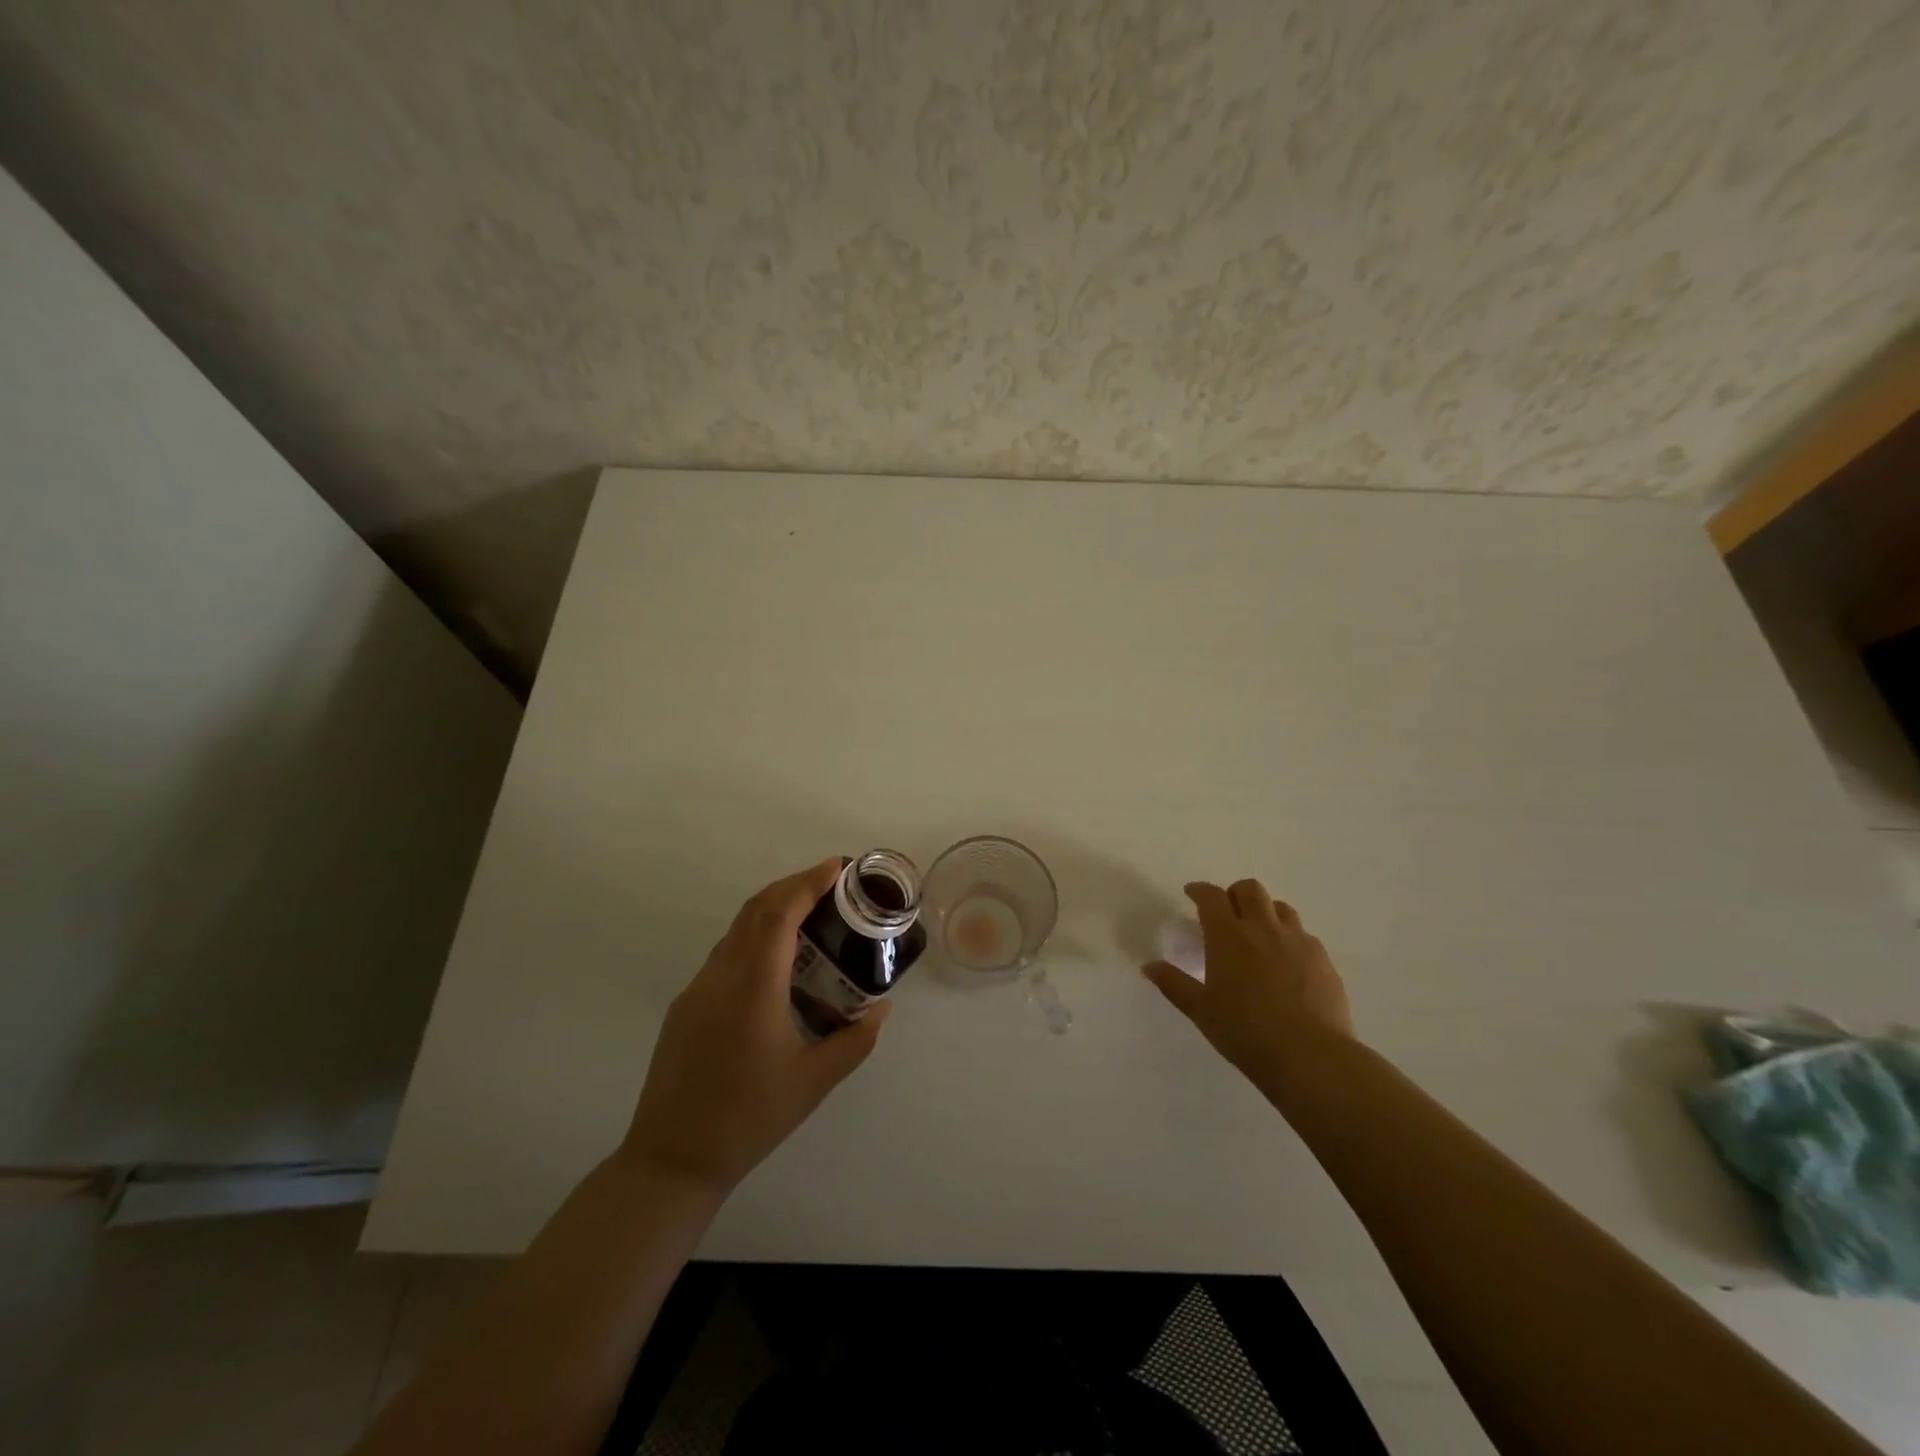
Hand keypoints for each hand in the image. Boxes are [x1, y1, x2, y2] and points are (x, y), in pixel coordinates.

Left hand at [618, 859, 890, 1193]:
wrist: (671, 1160)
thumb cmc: (749, 1119)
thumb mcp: (814, 1082)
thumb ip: (855, 1041)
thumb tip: (882, 1009)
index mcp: (753, 987)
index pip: (779, 914)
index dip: (807, 882)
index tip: (836, 867)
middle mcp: (721, 976)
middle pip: (755, 910)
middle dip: (793, 886)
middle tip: (831, 884)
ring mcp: (698, 989)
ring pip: (737, 929)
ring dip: (773, 910)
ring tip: (810, 916)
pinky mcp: (686, 1006)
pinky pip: (725, 953)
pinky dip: (755, 937)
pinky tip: (777, 963)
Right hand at [1142, 878, 1353, 1080]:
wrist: (1310, 1056)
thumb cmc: (1245, 1031)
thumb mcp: (1201, 1010)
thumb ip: (1173, 984)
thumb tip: (1149, 966)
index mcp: (1228, 935)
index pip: (1211, 897)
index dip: (1199, 890)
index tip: (1192, 893)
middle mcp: (1263, 928)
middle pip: (1249, 890)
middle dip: (1234, 894)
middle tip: (1227, 913)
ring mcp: (1297, 941)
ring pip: (1281, 908)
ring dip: (1265, 912)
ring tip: (1259, 933)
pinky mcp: (1323, 959)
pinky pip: (1304, 935)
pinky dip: (1290, 938)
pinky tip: (1287, 962)